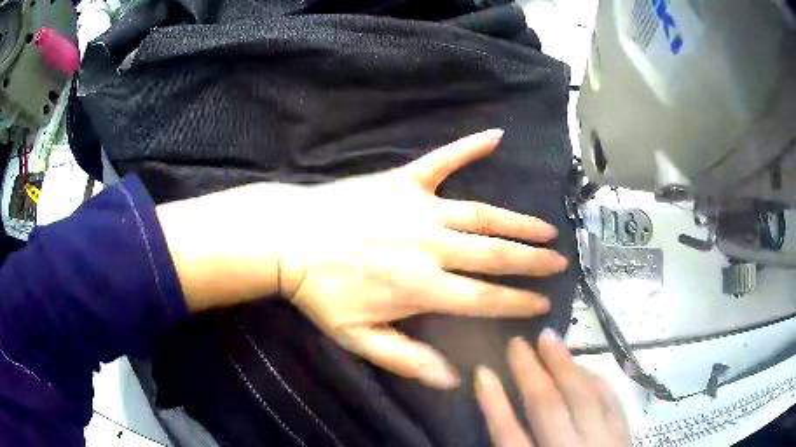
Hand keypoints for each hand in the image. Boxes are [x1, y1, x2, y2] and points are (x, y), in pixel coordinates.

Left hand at [158, 130, 567, 388]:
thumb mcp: (358, 338)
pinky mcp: (402, 181)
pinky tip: (496, 136)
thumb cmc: (321, 293)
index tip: (543, 303)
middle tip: (559, 261)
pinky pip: (442, 160)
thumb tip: (452, 379)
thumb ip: (407, 359)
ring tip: (546, 227)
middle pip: (494, 254)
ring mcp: (418, 208)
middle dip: (531, 260)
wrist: (288, 240)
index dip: (518, 302)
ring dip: (518, 220)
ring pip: (481, 213)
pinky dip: (469, 147)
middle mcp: (429, 246)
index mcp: (420, 287)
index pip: (484, 298)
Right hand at [475, 331, 629, 446]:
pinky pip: (611, 400)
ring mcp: (602, 440)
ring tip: (550, 341)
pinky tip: (584, 367)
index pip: (509, 437)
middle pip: (547, 408)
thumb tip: (501, 419)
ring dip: (565, 366)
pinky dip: (596, 380)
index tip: (482, 373)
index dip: (494, 404)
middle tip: (518, 343)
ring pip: (582, 396)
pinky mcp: (624, 434)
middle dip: (530, 373)